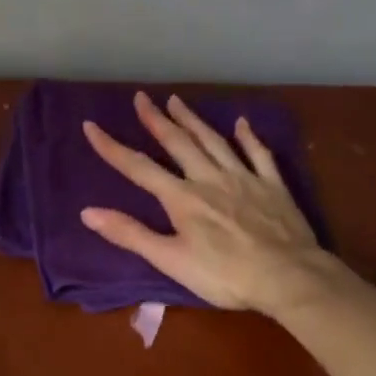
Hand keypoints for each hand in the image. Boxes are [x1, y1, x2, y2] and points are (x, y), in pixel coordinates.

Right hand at [81, 91, 333, 314]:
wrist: (288, 277)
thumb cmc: (225, 275)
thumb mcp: (170, 260)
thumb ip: (131, 234)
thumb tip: (88, 212)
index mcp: (182, 198)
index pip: (139, 168)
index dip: (112, 147)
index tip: (91, 126)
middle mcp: (209, 179)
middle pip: (178, 143)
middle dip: (156, 120)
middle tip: (142, 97)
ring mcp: (244, 178)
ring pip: (213, 141)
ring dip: (193, 120)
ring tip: (177, 101)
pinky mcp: (273, 186)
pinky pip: (259, 154)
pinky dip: (249, 136)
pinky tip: (242, 123)